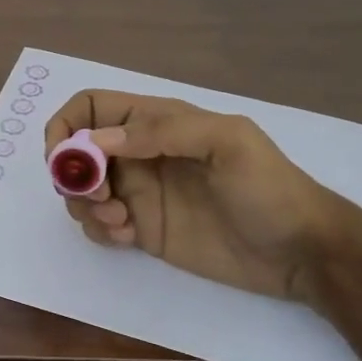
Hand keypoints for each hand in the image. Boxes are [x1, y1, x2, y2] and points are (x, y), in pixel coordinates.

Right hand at [44, 91, 349, 301]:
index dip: (66, 126)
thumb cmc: (269, 188)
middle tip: (100, 198)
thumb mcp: (228, 144)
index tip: (62, 159)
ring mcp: (141, 193)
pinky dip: (100, 230)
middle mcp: (140, 153)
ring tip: (119, 222)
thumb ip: (164, 131)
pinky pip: (101, 224)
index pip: (92, 107)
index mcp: (157, 122)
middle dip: (73, 174)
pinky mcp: (144, 230)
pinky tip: (128, 238)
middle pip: (78, 152)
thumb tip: (97, 140)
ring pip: (84, 191)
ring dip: (85, 205)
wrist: (300, 252)